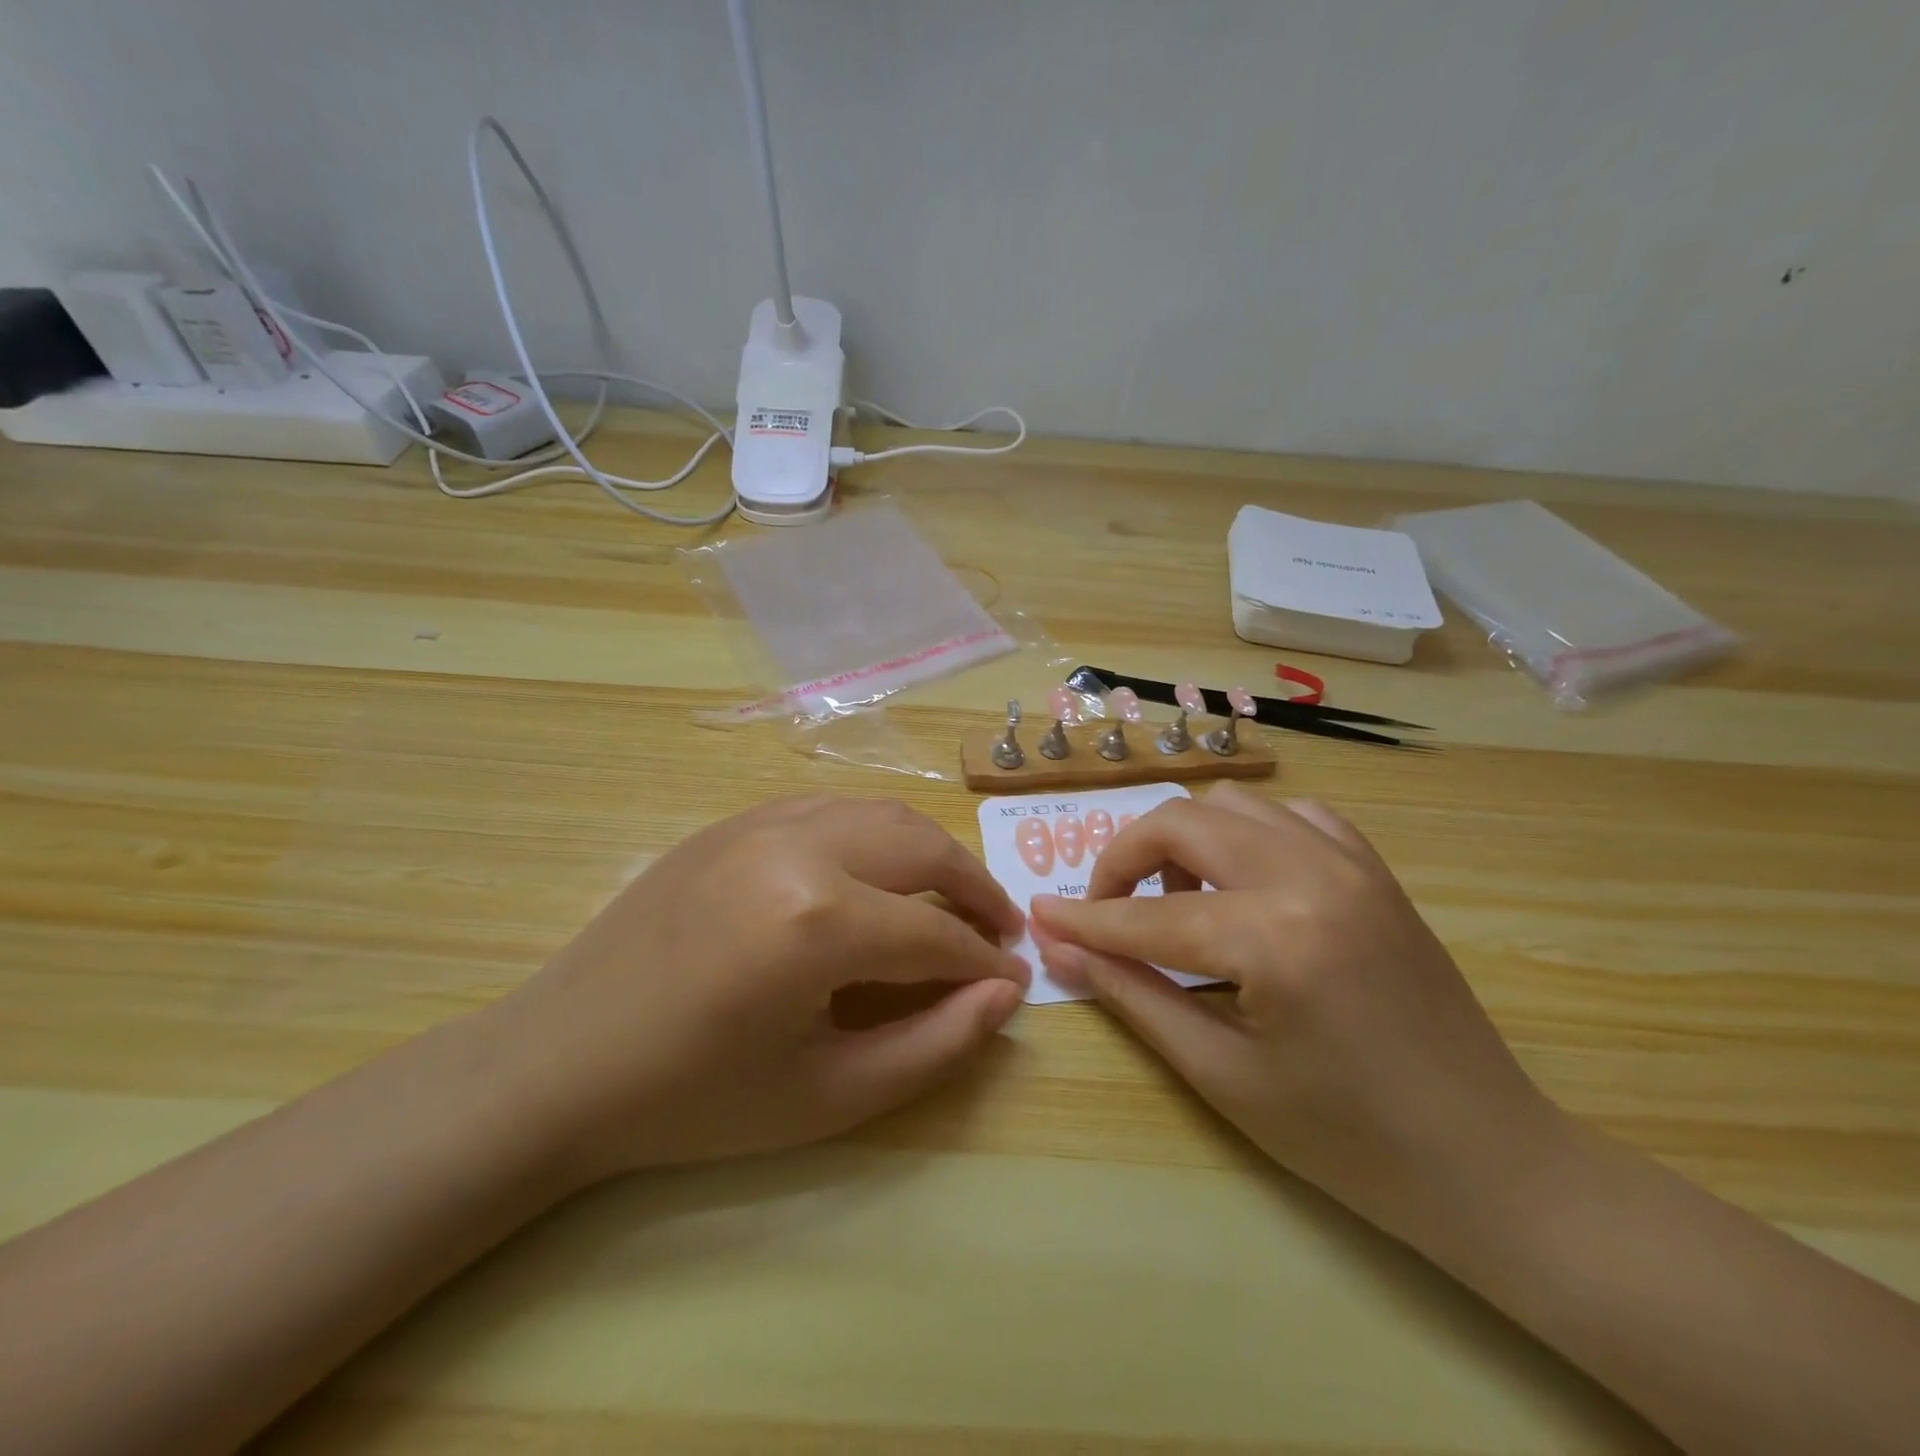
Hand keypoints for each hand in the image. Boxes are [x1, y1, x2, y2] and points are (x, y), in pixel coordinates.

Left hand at [490, 795, 1028, 1183]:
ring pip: (881, 814)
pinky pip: (830, 809)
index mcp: (818, 921)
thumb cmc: (693, 1099)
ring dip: (930, 853)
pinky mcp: (733, 820)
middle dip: (976, 889)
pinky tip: (876, 873)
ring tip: (951, 898)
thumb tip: (1003, 997)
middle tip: (997, 933)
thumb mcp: (826, 1097)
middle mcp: (798, 847)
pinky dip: (874, 834)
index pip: (936, 935)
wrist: (558, 1062)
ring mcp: (761, 821)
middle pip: (923, 848)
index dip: (985, 965)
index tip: (1014, 984)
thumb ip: (932, 1047)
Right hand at [1028, 784, 1561, 1244]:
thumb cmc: (1347, 1140)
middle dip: (1125, 860)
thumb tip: (1060, 947)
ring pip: (1232, 804)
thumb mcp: (1221, 1075)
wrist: (1489, 1160)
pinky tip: (1243, 887)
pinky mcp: (1374, 869)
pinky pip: (1290, 816)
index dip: (1083, 917)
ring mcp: (1350, 863)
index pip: (1146, 916)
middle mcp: (1311, 876)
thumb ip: (1133, 996)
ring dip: (1185, 843)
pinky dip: (1246, 836)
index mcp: (1274, 939)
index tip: (1036, 913)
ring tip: (1181, 905)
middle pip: (1183, 822)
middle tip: (1107, 911)